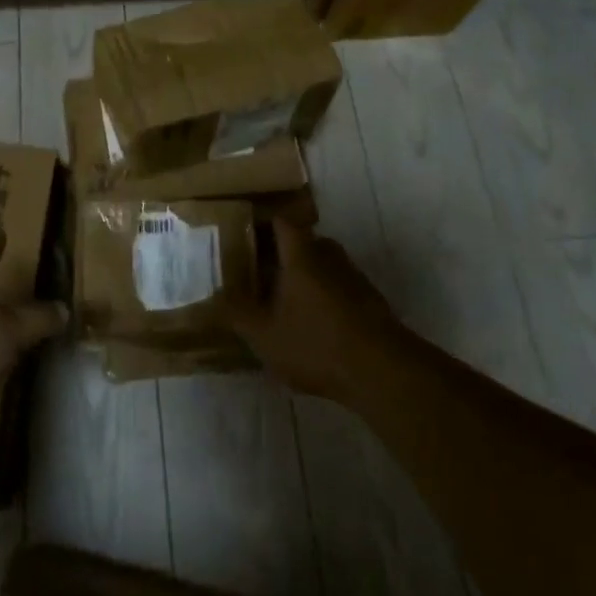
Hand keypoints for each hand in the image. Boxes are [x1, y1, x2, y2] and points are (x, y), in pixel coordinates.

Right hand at [228, 220, 405, 402]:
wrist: (382, 372)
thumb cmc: (316, 344)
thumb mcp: (264, 335)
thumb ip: (237, 313)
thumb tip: (213, 296)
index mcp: (302, 256)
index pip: (283, 223)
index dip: (264, 224)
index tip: (245, 234)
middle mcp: (330, 257)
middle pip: (304, 243)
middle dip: (281, 255)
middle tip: (258, 272)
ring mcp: (355, 278)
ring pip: (323, 266)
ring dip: (304, 277)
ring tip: (282, 301)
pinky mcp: (371, 302)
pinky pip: (339, 288)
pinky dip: (323, 298)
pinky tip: (312, 325)